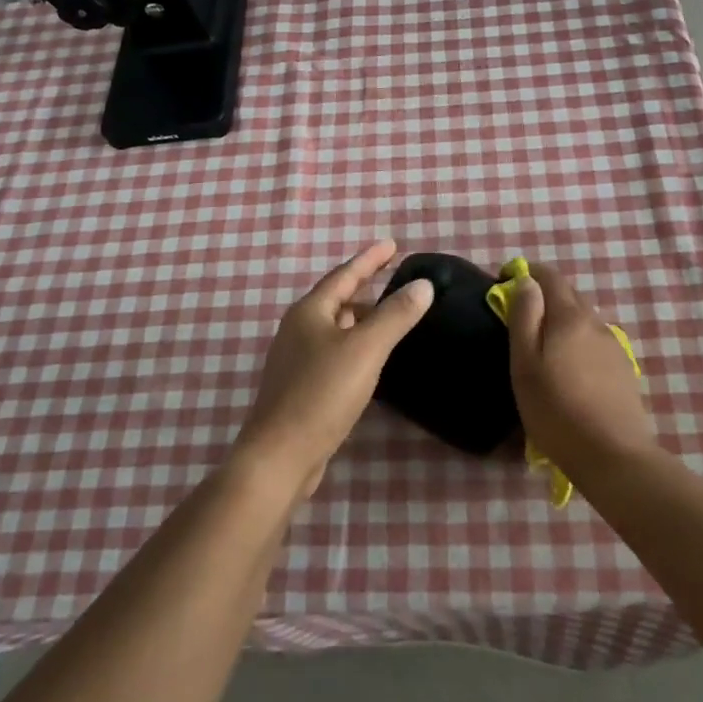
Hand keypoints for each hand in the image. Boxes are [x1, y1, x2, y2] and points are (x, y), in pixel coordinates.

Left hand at [236, 240, 435, 500]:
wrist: (280, 456)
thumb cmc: (321, 394)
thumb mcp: (366, 350)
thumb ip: (395, 315)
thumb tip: (423, 284)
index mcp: (310, 312)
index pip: (345, 274)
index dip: (370, 259)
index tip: (393, 244)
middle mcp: (298, 330)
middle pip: (337, 300)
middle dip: (365, 288)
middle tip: (396, 281)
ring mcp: (296, 360)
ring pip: (335, 328)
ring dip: (362, 319)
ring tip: (390, 317)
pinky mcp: (300, 388)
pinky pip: (334, 353)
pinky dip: (356, 346)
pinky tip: (371, 361)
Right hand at [506, 264, 656, 480]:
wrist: (614, 456)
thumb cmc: (557, 411)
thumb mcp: (525, 365)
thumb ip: (524, 317)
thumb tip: (526, 282)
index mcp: (570, 317)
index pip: (550, 276)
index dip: (526, 272)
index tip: (504, 281)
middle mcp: (595, 323)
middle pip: (568, 295)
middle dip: (543, 296)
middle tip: (519, 317)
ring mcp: (614, 346)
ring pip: (582, 320)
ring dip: (561, 321)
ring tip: (542, 348)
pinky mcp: (623, 369)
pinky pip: (594, 342)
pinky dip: (576, 342)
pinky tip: (569, 370)